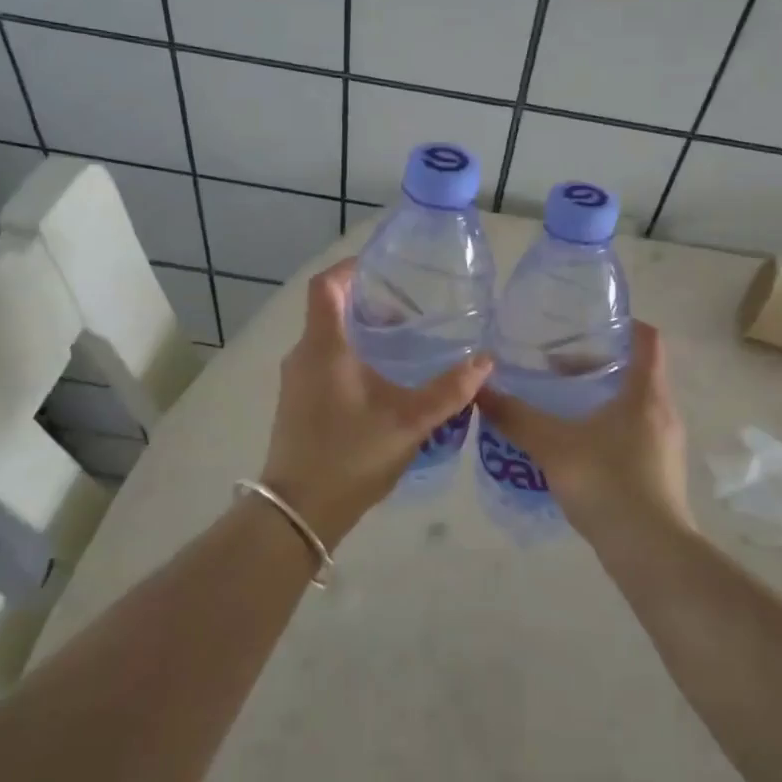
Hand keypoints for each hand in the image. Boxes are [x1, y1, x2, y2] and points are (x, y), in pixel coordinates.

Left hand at [260, 259, 491, 544]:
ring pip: (328, 339)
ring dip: (361, 333)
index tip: (384, 268)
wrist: (299, 512)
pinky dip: (351, 357)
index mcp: (324, 346)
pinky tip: (382, 381)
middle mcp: (303, 355)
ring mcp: (296, 381)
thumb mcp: (409, 422)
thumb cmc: (351, 455)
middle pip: (330, 310)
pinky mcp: (297, 403)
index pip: (326, 285)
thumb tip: (486, 361)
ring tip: (404, 344)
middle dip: (368, 304)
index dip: (351, 268)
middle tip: (411, 310)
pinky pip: (323, 363)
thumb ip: (449, 391)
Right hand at [475, 321, 691, 544]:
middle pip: (637, 371)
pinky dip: (608, 428)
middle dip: (599, 365)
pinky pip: (635, 434)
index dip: (624, 324)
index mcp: (646, 393)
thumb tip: (479, 390)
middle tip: (558, 367)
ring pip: (634, 405)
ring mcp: (666, 444)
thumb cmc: (607, 483)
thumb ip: (516, 417)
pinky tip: (577, 447)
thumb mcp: (553, 445)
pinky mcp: (661, 472)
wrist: (650, 552)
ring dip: (602, 399)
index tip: (590, 324)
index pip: (648, 339)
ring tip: (562, 405)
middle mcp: (664, 412)